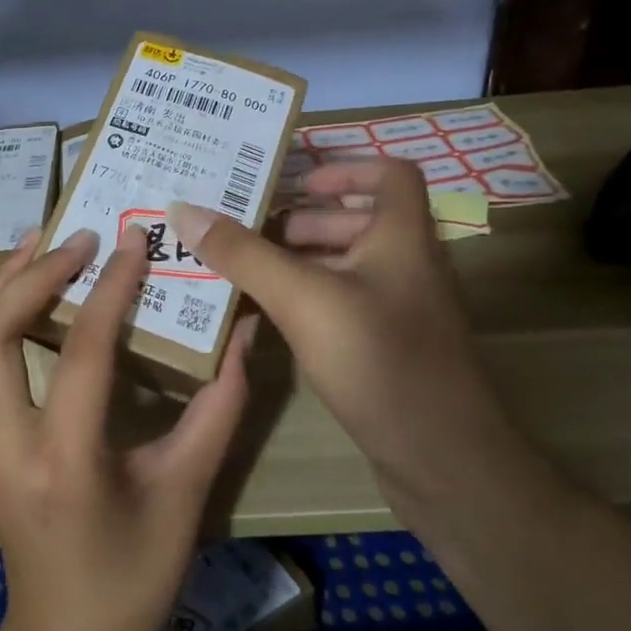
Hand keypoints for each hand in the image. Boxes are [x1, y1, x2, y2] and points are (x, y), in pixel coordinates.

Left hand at [0, 223, 255, 630]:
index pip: (82, 352)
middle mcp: (6, 444)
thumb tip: (245, 332)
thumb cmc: (136, 576)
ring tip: (39, 242)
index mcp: (65, 461)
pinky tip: (19, 290)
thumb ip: (221, 406)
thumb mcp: (188, 491)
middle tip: (80, 237)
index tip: (135, 241)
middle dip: (32, 274)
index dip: (111, 289)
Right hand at [169, 160, 502, 499]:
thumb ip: (244, 254)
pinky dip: (311, 298)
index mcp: (402, 236)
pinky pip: (347, 303)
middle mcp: (408, 264)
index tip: (294, 182)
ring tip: (247, 268)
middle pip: (359, 219)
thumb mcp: (303, 299)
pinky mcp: (392, 348)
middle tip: (248, 228)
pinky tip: (271, 315)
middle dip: (303, 219)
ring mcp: (402, 309)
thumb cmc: (379, 360)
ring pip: (350, 264)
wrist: (444, 461)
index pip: (390, 174)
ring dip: (302, 259)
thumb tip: (185, 210)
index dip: (344, 168)